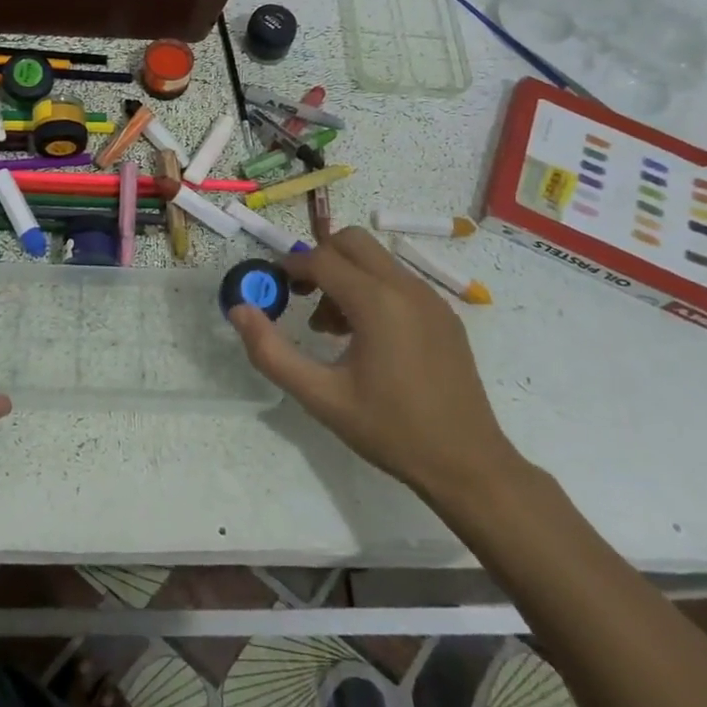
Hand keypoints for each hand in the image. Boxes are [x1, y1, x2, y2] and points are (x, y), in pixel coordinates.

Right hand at [227, 226, 523, 510]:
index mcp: (377, 302)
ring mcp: (431, 299)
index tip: (273, 286)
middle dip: (320, 259)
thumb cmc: (390, 430)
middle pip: (353, 242)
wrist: (468, 464)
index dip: (291, 266)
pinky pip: (399, 282)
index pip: (322, 259)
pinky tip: (366, 339)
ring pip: (377, 260)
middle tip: (301, 295)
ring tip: (330, 328)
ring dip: (346, 276)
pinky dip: (372, 290)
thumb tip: (238, 310)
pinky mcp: (445, 315)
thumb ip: (271, 352)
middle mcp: (406, 288)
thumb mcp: (321, 397)